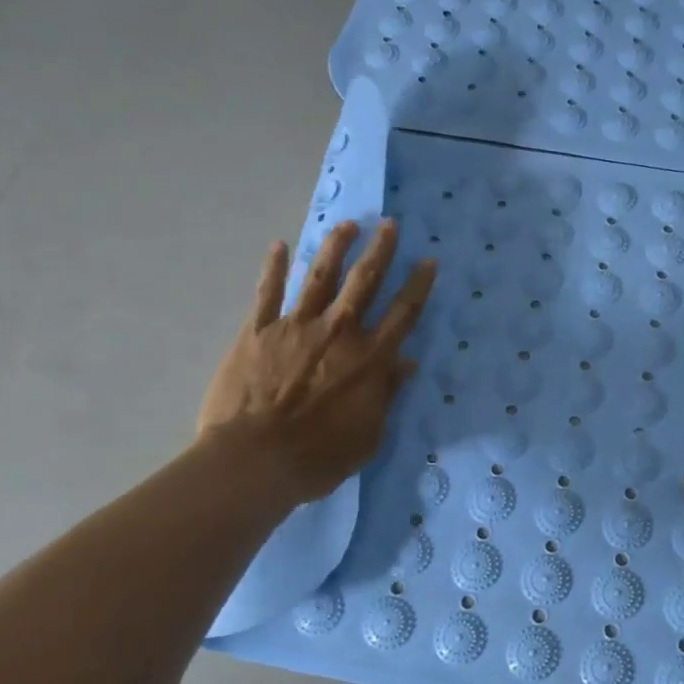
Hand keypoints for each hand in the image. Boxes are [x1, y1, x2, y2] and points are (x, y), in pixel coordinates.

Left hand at [199, 219, 434, 505]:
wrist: (255, 459)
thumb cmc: (318, 457)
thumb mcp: (368, 435)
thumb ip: (386, 395)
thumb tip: (407, 364)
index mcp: (369, 359)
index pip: (403, 314)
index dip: (418, 286)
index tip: (428, 261)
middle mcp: (338, 332)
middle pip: (364, 282)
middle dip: (380, 251)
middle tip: (390, 224)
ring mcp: (296, 327)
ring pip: (320, 276)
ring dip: (335, 247)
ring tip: (347, 224)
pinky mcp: (258, 332)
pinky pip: (267, 293)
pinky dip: (274, 268)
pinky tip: (280, 246)